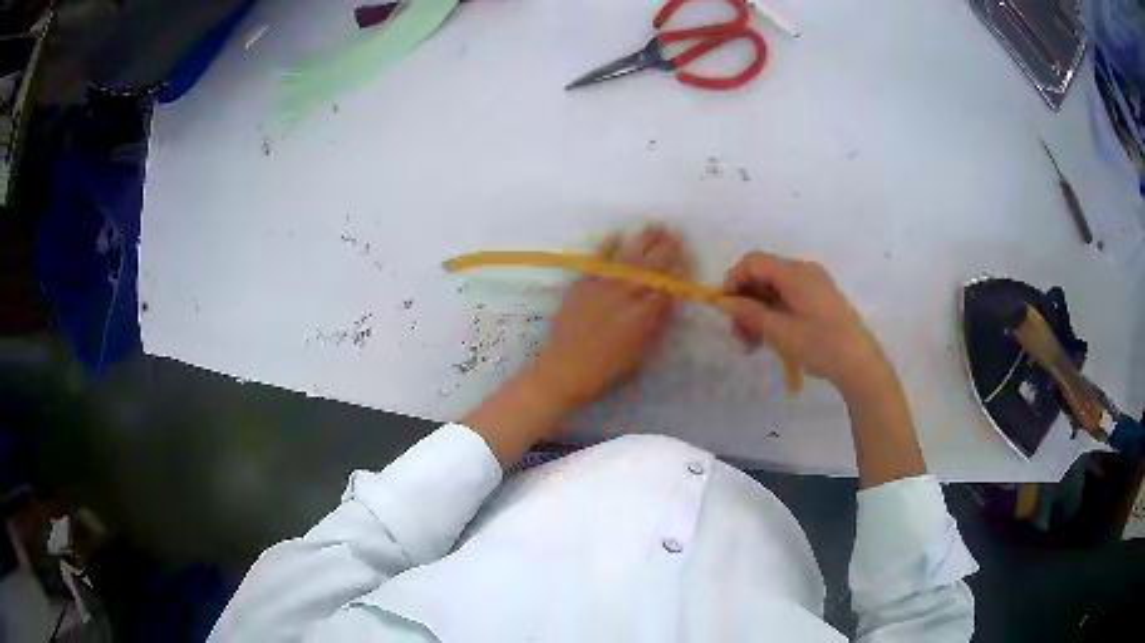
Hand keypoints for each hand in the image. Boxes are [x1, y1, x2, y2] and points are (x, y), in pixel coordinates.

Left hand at [529, 224, 690, 410]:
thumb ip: (655, 324)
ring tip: (654, 226)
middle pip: (651, 266)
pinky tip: (617, 235)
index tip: (684, 256)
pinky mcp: (581, 284)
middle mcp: (627, 295)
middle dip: (665, 248)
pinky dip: (607, 247)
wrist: (565, 369)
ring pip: (628, 257)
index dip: (677, 269)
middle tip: (674, 233)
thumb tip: (667, 301)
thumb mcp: (640, 353)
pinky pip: (597, 261)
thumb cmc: (607, 370)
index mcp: (644, 314)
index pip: (666, 285)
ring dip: (643, 240)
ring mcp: (603, 287)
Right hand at [717, 252, 924, 485]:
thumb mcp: (780, 331)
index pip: (752, 262)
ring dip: (757, 312)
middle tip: (737, 336)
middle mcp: (804, 271)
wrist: (860, 364)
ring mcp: (814, 285)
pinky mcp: (820, 299)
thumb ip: (749, 312)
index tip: (724, 310)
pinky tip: (771, 338)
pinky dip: (773, 313)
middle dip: (744, 302)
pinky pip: (788, 297)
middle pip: (762, 276)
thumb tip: (722, 301)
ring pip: (773, 289)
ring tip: (751, 345)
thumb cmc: (820, 345)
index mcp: (794, 273)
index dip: (733, 281)